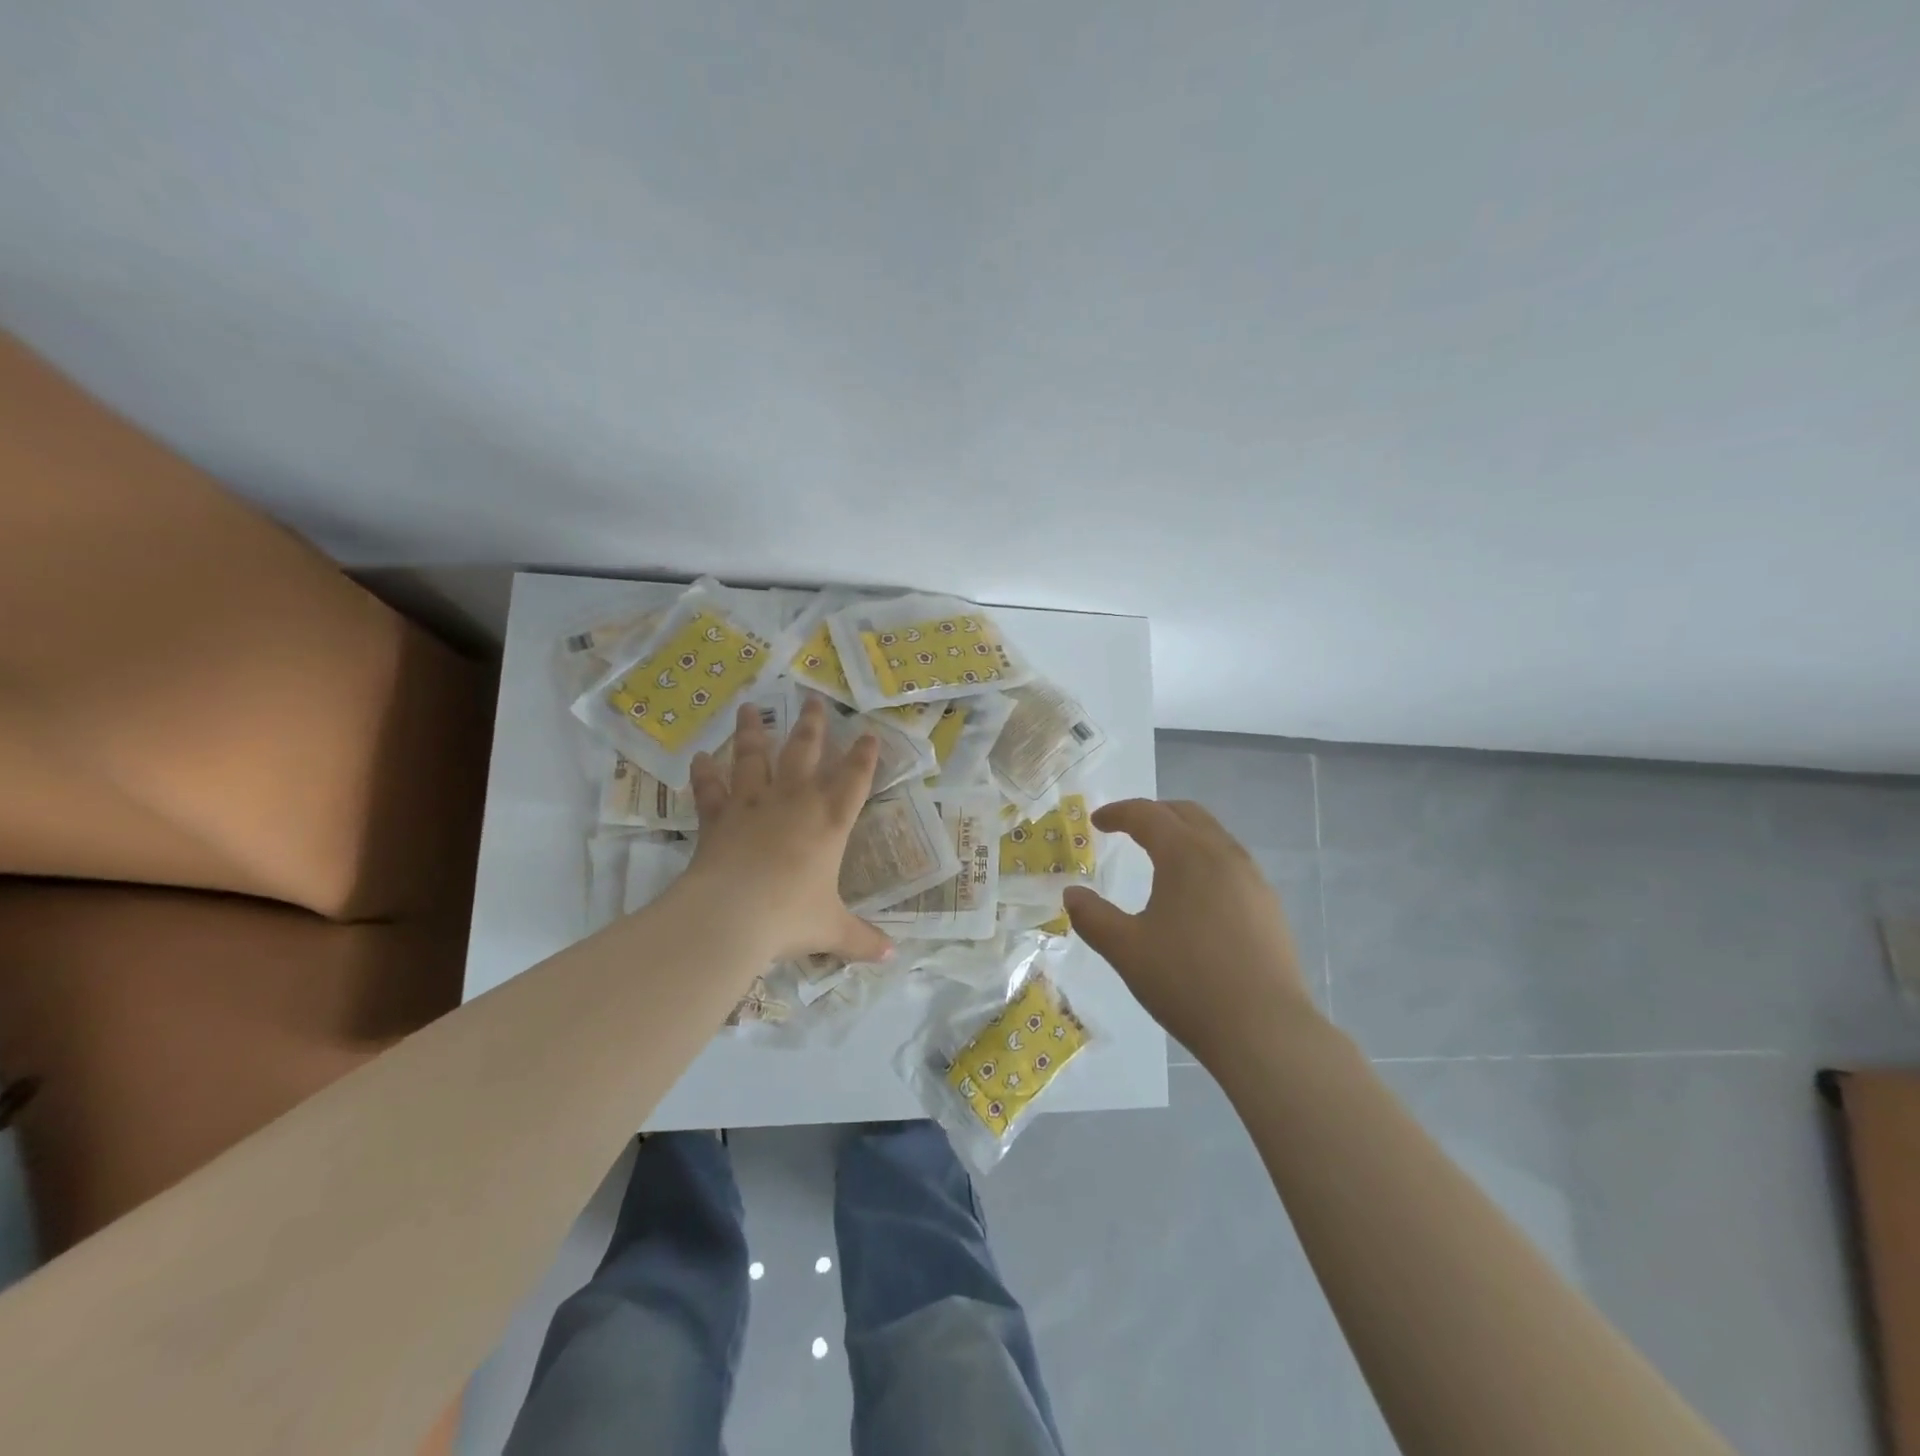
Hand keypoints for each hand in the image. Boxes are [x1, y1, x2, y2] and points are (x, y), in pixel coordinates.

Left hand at [680, 696, 892, 964]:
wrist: (732, 915)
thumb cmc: (790, 917)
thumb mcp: (832, 930)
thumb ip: (862, 939)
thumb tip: (892, 957)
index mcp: (830, 822)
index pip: (854, 780)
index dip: (864, 756)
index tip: (869, 733)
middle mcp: (794, 802)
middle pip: (805, 752)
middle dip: (813, 726)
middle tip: (814, 700)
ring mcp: (753, 804)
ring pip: (755, 757)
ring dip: (753, 731)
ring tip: (750, 707)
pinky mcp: (719, 817)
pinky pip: (711, 789)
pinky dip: (705, 773)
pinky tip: (701, 757)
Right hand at [1064, 799, 1316, 1059]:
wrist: (1264, 1030)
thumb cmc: (1186, 981)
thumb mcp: (1126, 950)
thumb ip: (1092, 917)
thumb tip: (1071, 894)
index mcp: (1186, 855)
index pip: (1148, 815)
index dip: (1118, 813)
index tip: (1097, 821)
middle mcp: (1224, 855)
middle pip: (1187, 814)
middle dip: (1154, 813)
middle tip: (1127, 828)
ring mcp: (1253, 880)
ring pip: (1214, 837)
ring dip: (1183, 835)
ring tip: (1160, 858)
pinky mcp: (1269, 907)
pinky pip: (1231, 864)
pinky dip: (1204, 860)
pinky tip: (1195, 895)